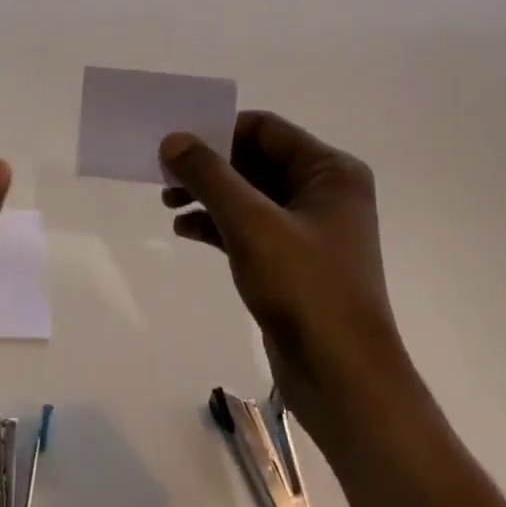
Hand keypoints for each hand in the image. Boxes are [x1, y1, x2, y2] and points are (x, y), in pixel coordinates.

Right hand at [160, 113, 409, 440]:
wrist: (342, 377)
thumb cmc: (305, 287)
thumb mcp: (252, 224)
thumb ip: (210, 176)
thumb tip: (172, 140)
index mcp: (330, 171)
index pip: (265, 129)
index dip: (218, 132)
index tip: (175, 145)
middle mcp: (324, 193)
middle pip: (255, 161)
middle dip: (209, 167)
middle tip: (163, 177)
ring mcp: (309, 229)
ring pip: (249, 195)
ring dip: (208, 195)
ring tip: (168, 205)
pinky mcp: (293, 262)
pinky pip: (250, 228)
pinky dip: (218, 225)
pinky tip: (185, 231)